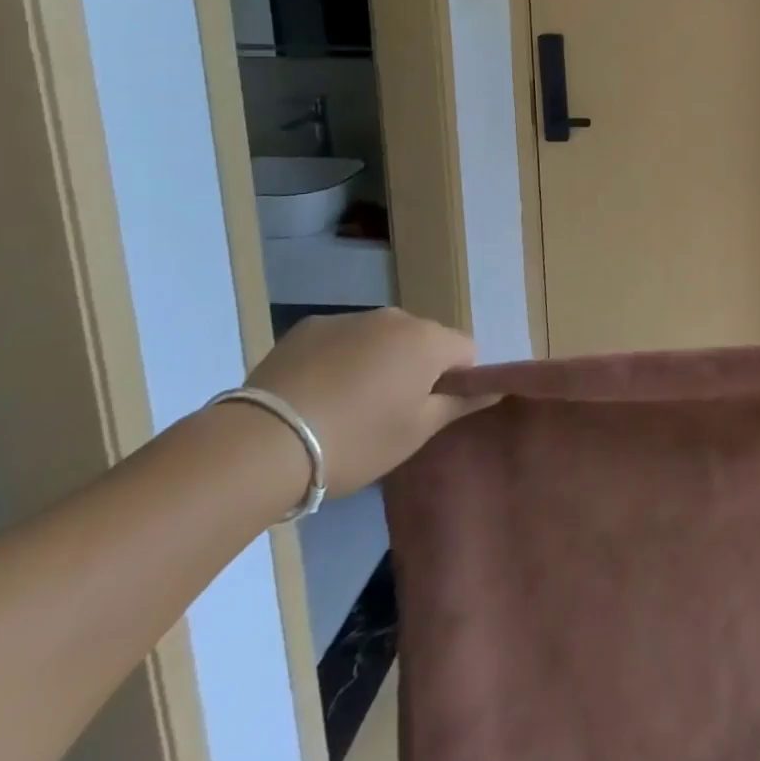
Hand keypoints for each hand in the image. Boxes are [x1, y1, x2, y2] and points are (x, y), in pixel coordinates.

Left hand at [243, 308, 490, 495]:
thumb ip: (460, 403)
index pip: (466, 349)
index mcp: (428, 340)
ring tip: (347, 407)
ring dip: (378, 362)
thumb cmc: (357, 440)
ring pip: (381, 338)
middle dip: (416, 368)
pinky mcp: (309, 327)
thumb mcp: (416, 432)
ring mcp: (350, 317)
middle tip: (389, 413)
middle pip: (423, 340)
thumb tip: (495, 387)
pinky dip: (340, 360)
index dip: (456, 380)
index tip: (430, 411)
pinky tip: (316, 395)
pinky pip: (342, 339)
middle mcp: (395, 317)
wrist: (264, 443)